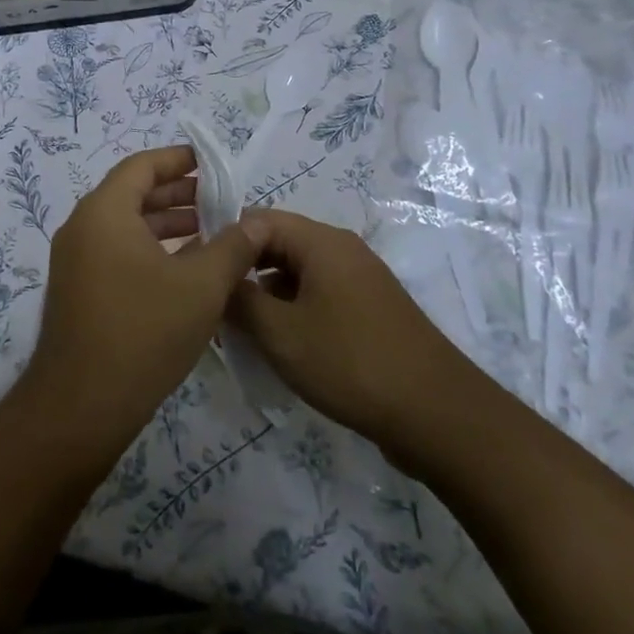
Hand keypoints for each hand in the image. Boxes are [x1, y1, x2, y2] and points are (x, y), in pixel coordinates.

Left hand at [24, 146, 265, 451]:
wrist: (81, 406)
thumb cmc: (144, 332)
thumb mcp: (200, 286)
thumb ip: (232, 247)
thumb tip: (258, 222)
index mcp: (104, 212)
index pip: (141, 166)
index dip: (178, 160)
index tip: (211, 163)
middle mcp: (83, 228)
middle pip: (132, 194)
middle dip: (177, 194)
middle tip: (219, 199)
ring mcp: (75, 261)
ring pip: (125, 226)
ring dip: (166, 225)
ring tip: (210, 232)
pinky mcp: (78, 290)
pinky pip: (116, 252)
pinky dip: (150, 250)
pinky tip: (185, 269)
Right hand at [227, 210, 467, 449]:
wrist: (436, 414)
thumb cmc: (350, 361)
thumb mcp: (280, 332)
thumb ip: (239, 300)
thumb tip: (218, 281)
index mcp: (321, 241)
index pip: (257, 220)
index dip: (224, 240)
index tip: (197, 270)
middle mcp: (342, 250)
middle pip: (277, 244)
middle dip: (243, 270)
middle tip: (212, 302)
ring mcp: (359, 279)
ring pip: (297, 272)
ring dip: (266, 294)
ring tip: (238, 327)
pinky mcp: (369, 309)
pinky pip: (318, 295)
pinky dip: (292, 309)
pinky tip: (278, 343)